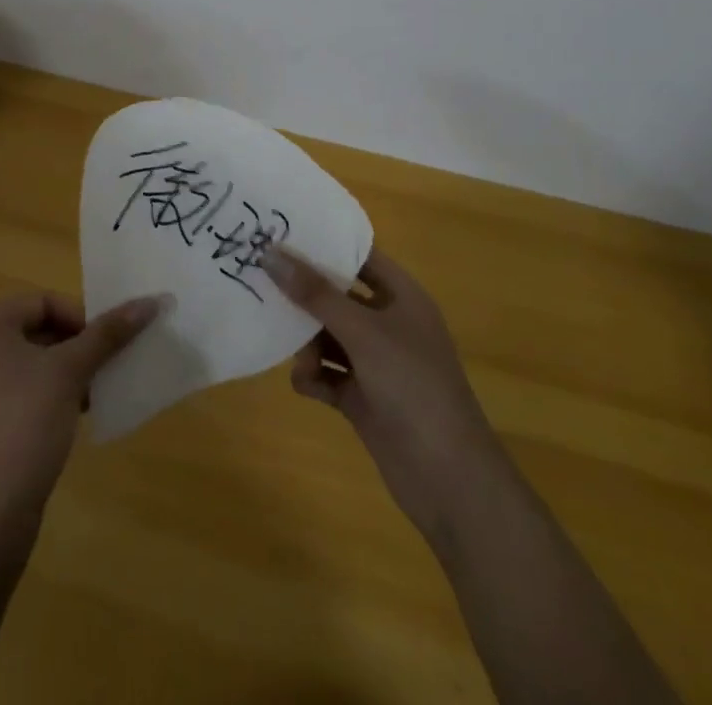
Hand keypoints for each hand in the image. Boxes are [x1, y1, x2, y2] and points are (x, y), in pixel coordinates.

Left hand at [0, 292, 159, 525]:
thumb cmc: (25, 425)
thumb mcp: (70, 372)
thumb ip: (107, 334)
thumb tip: (150, 301)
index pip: (42, 301)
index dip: (78, 316)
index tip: (104, 344)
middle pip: (37, 330)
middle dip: (76, 346)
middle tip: (105, 368)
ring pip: (32, 364)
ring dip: (68, 372)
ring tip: (95, 394)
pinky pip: (22, 394)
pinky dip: (51, 397)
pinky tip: (75, 418)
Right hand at [263, 246, 493, 538]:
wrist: (449, 479)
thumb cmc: (413, 386)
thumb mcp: (363, 332)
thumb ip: (315, 293)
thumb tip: (270, 253)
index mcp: (402, 297)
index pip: (360, 256)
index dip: (324, 244)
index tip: (280, 232)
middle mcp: (389, 324)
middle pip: (337, 296)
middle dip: (305, 296)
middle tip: (263, 286)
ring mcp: (376, 363)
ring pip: (328, 336)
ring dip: (307, 343)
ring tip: (298, 356)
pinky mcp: (363, 398)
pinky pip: (328, 375)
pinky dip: (314, 377)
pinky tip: (305, 385)